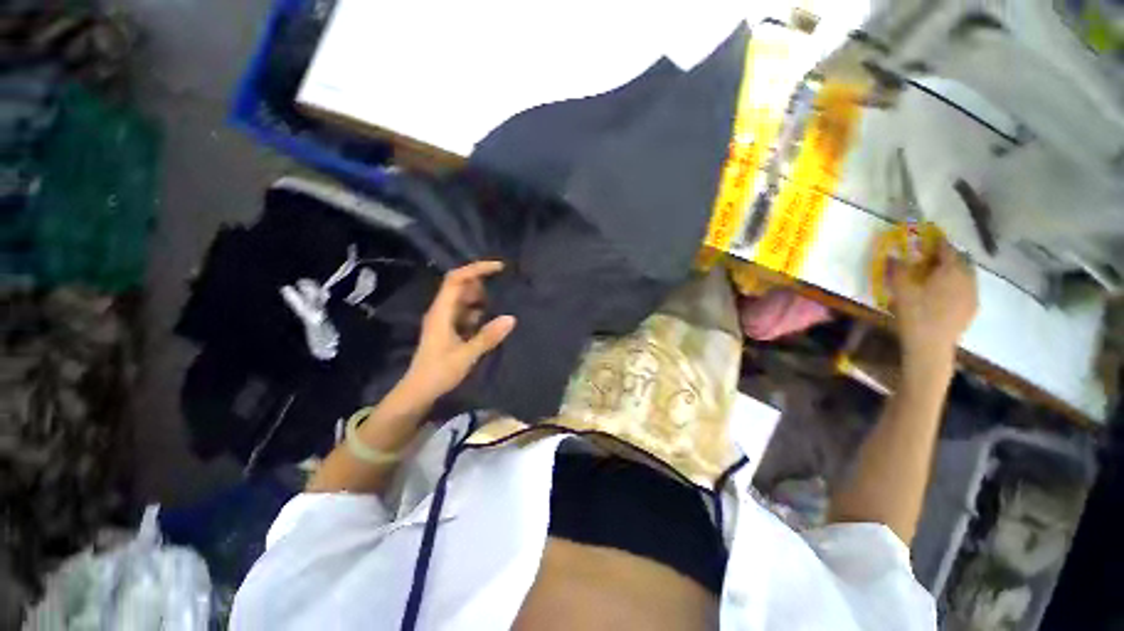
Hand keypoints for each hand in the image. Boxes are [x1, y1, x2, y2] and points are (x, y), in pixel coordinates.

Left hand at [400, 261, 516, 403]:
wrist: (419, 391)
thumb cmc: (438, 372)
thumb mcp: (466, 355)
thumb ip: (488, 336)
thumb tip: (511, 318)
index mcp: (441, 312)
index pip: (456, 279)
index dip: (476, 269)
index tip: (498, 268)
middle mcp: (442, 310)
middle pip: (461, 285)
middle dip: (483, 282)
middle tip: (506, 286)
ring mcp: (446, 319)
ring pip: (465, 299)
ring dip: (483, 297)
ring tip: (505, 300)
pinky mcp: (451, 329)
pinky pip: (467, 312)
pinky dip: (481, 311)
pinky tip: (495, 318)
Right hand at [890, 239, 977, 372]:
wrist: (931, 346)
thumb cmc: (915, 314)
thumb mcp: (900, 291)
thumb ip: (897, 270)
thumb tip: (892, 255)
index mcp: (951, 271)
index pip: (947, 249)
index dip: (937, 242)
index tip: (928, 239)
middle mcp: (967, 278)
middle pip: (960, 261)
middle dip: (946, 257)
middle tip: (930, 259)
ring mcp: (972, 295)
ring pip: (965, 275)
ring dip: (953, 271)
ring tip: (937, 276)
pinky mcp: (971, 308)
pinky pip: (967, 289)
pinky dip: (957, 285)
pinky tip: (944, 294)